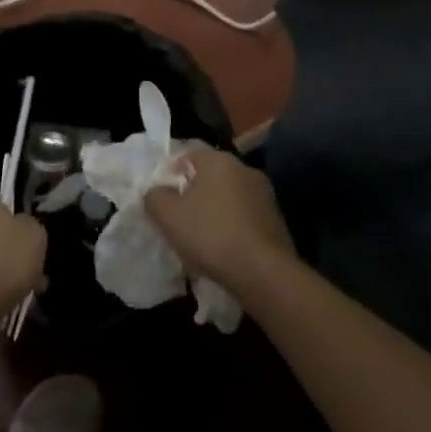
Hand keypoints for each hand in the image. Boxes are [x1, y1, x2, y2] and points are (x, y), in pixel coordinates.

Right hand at [145, 149, 295, 297]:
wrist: (263, 272)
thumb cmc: (211, 235)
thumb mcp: (167, 216)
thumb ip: (154, 197)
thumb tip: (157, 192)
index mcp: (219, 160)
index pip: (186, 159)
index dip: (169, 179)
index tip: (162, 204)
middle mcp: (245, 169)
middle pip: (208, 179)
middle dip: (192, 198)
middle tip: (178, 223)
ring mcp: (265, 195)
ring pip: (227, 200)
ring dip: (214, 214)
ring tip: (200, 242)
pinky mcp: (276, 220)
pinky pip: (244, 219)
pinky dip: (232, 229)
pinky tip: (224, 251)